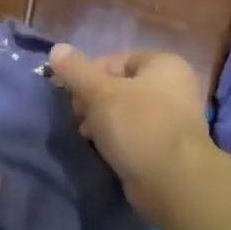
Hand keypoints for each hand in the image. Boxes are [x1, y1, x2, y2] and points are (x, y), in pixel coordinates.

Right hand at [47, 44, 213, 220]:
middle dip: (94, 101)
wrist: (172, 180)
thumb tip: (56, 49)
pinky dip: (118, 140)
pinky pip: (135, 135)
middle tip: (79, 118)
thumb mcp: (99, 93)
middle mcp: (174, 87)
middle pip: (120, 87)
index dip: (90, 75)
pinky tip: (103, 151)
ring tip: (88, 137)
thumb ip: (75, 70)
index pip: (116, 60)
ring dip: (103, 123)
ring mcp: (173, 119)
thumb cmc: (138, 125)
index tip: (74, 95)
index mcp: (164, 64)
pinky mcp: (167, 147)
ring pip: (126, 113)